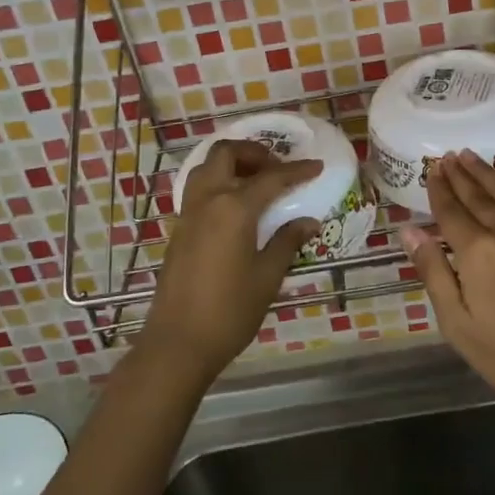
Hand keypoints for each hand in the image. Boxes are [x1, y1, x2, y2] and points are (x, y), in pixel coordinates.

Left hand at [139, 140, 321, 385]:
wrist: (178, 342)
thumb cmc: (229, 311)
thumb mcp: (267, 277)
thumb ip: (287, 241)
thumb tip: (308, 221)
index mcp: (234, 208)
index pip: (271, 178)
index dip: (297, 170)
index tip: (316, 166)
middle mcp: (208, 200)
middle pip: (226, 154)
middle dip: (253, 152)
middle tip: (277, 167)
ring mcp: (188, 213)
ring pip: (207, 168)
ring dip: (232, 164)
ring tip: (257, 182)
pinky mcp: (179, 229)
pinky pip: (198, 189)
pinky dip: (218, 182)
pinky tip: (236, 207)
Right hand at [403, 144, 494, 422]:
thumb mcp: (459, 324)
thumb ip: (433, 272)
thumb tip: (410, 231)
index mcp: (478, 253)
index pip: (451, 212)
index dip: (438, 190)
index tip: (431, 171)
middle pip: (478, 196)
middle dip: (459, 175)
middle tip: (446, 157)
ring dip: (486, 171)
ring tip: (469, 155)